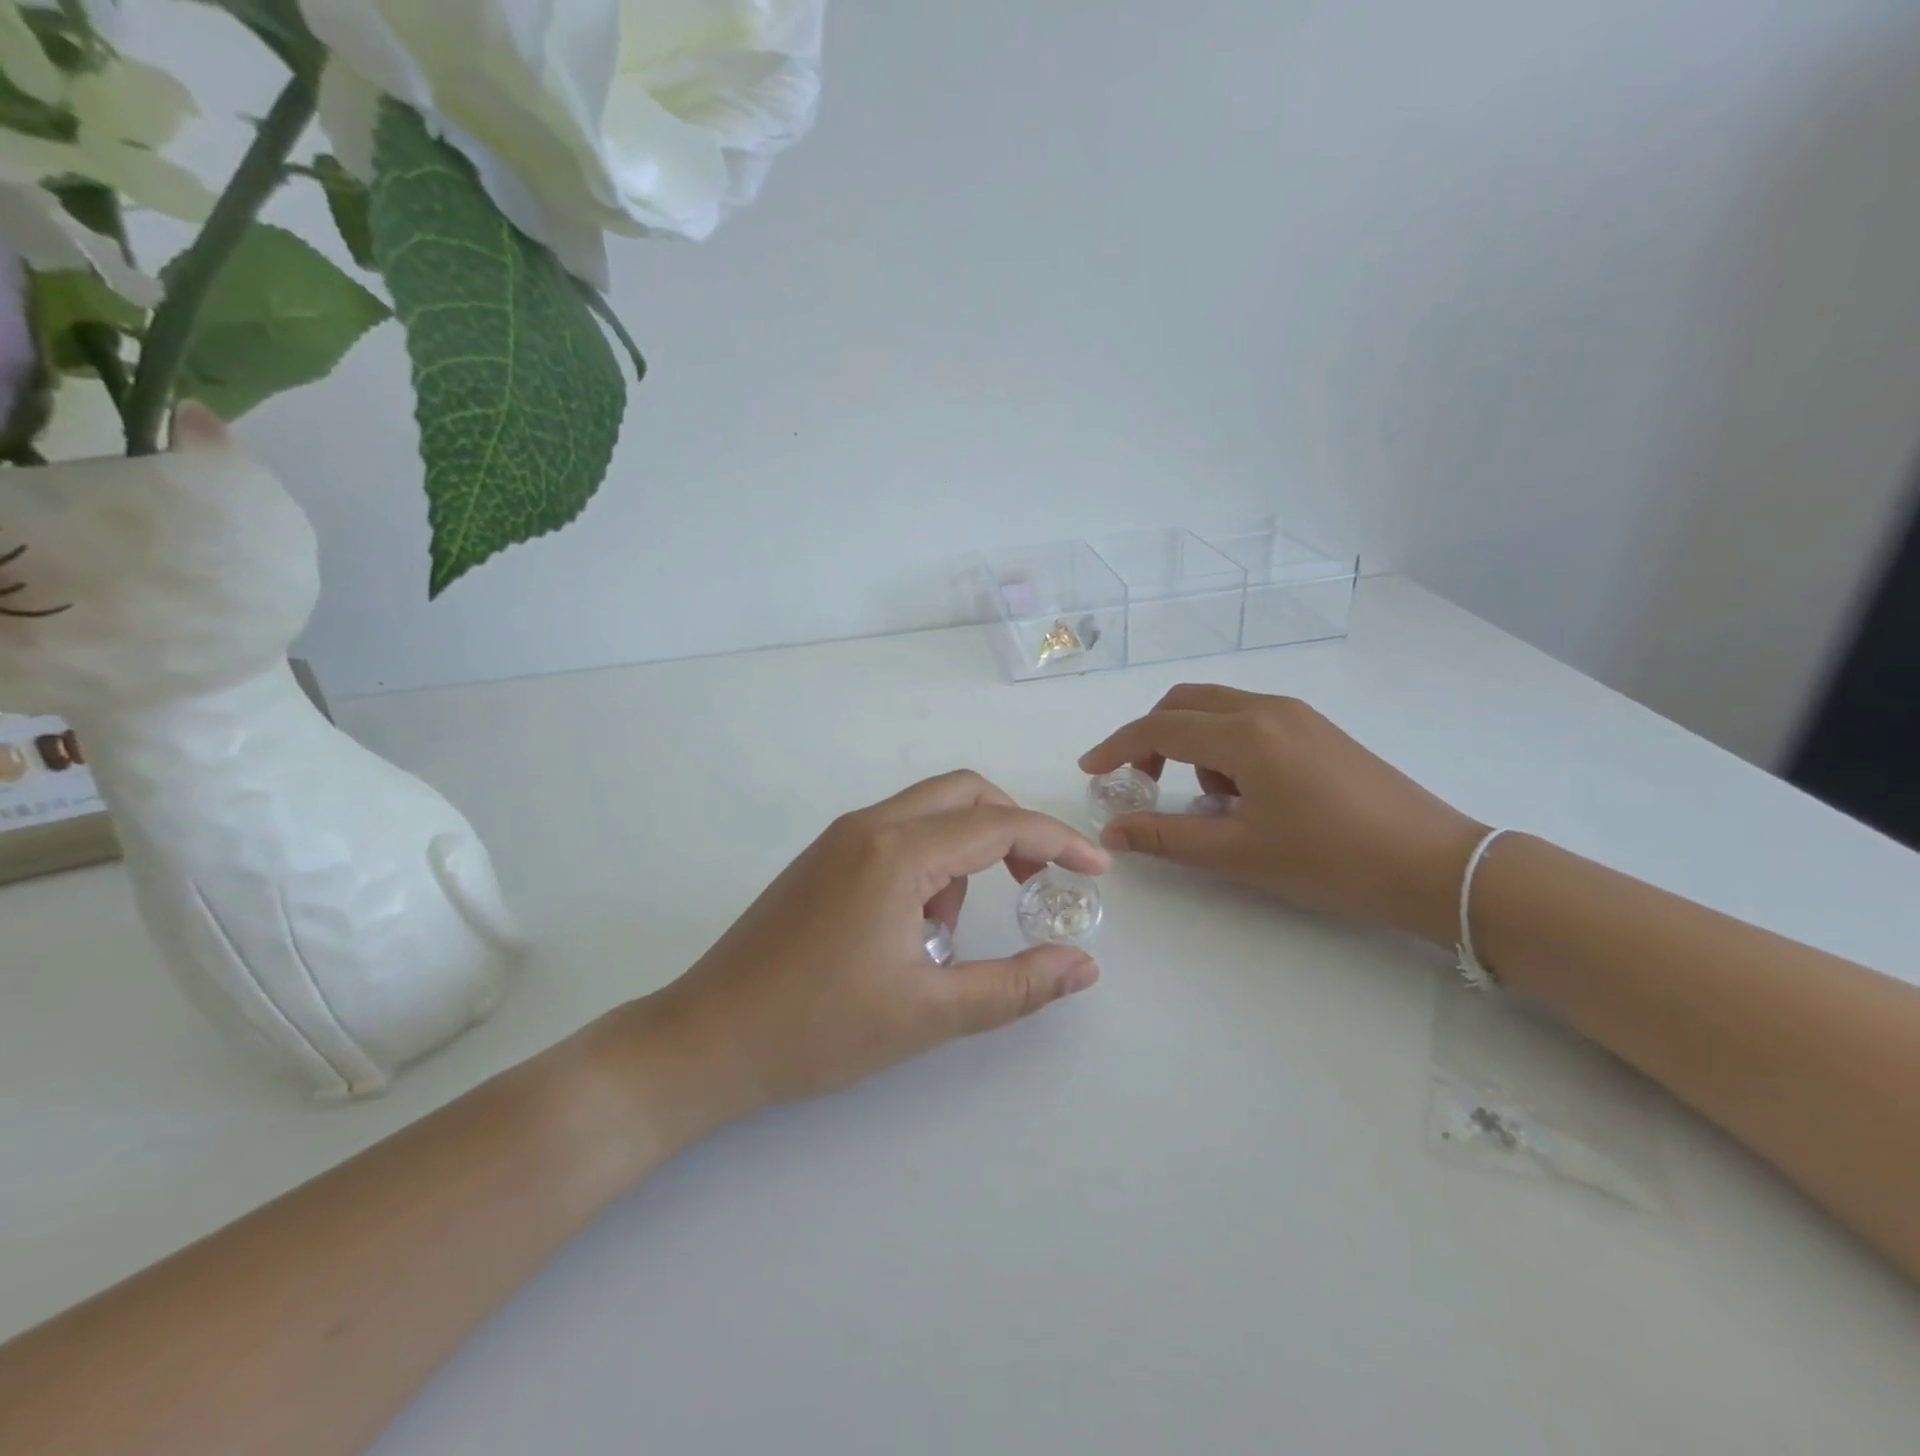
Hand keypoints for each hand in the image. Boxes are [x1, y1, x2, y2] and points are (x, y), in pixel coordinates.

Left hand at [634, 771, 1109, 1127]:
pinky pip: (896, 834)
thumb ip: (1015, 987)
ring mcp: (839, 838)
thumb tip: (1084, 966)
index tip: (1095, 869)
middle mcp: (868, 826)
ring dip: (963, 853)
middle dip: (1013, 829)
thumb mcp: (928, 1013)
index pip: (998, 824)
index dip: (1056, 841)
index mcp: (897, 852)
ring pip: (928, 813)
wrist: (707, 1039)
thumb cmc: (818, 1028)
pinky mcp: (822, 858)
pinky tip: (910, 930)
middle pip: (963, 793)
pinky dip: (927, 863)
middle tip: (1037, 883)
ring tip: (946, 936)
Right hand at [1080, 686, 1484, 944]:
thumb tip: (1111, 830)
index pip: (1159, 727)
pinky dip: (1226, 747)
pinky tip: (1246, 795)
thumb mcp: (1238, 854)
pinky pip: (1250, 721)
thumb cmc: (1330, 861)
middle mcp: (1268, 708)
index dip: (1117, 747)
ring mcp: (1298, 715)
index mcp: (1245, 733)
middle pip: (1184, 703)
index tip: (1090, 770)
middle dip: (1151, 737)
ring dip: (1192, 744)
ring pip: (1218, 710)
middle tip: (1140, 781)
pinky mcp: (1318, 730)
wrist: (1435, 865)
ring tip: (1210, 802)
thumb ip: (1166, 836)